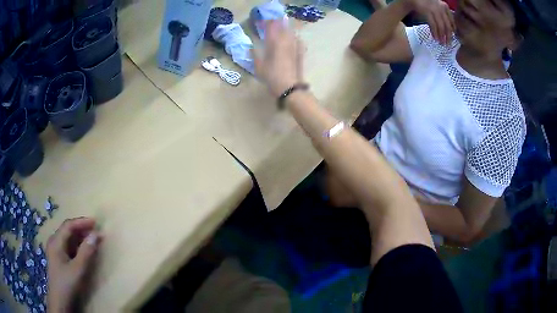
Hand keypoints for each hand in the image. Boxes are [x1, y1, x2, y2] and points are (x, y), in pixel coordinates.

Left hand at [47, 218, 101, 311]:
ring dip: (80, 238)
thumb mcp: (78, 269)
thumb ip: (86, 252)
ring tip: (92, 240)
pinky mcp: (58, 258)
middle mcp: (54, 242)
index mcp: (56, 241)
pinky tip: (84, 250)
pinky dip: (78, 246)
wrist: (60, 300)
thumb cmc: (67, 283)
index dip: (82, 222)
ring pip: (68, 239)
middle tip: (96, 232)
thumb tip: (96, 235)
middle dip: (82, 229)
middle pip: (68, 230)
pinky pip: (68, 246)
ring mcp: (55, 250)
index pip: (68, 225)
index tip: (96, 222)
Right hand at [253, 20, 304, 97]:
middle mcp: (285, 41)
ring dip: (286, 28)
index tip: (262, 20)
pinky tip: (293, 39)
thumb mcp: (258, 66)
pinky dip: (294, 37)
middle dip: (277, 22)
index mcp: (274, 42)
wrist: (289, 87)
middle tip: (272, 23)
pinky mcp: (300, 52)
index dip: (267, 22)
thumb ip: (254, 54)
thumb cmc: (271, 76)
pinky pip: (298, 40)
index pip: (270, 26)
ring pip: (291, 31)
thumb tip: (250, 47)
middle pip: (282, 26)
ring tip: (282, 28)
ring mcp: (294, 46)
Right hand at [407, 0, 454, 43]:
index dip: (453, 30)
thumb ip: (443, 15)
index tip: (452, 37)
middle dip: (448, 36)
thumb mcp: (437, 7)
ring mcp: (434, 9)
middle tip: (448, 44)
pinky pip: (433, 25)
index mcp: (445, 6)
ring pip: (441, 26)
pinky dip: (434, 32)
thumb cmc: (426, 3)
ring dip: (441, 36)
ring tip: (442, 43)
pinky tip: (435, 38)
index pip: (451, 21)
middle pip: (447, 25)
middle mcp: (441, 8)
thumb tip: (451, 29)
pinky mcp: (427, 11)